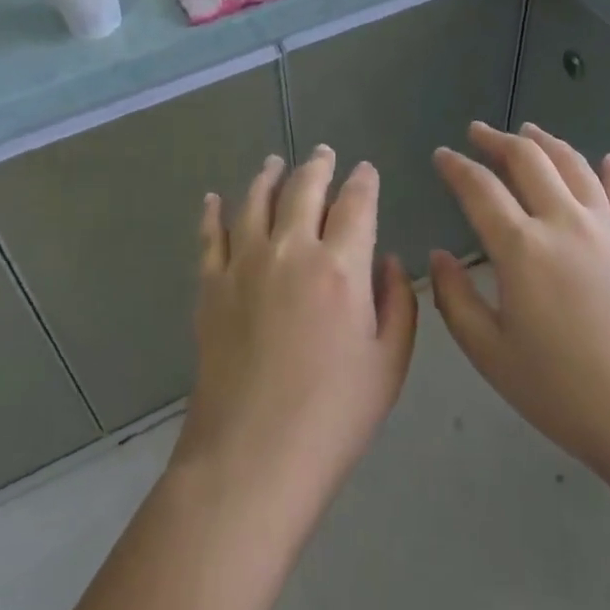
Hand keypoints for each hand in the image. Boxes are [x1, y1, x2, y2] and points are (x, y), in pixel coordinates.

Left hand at [174, 147, 417, 520]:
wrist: (252, 457)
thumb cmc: (333, 416)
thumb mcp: (389, 364)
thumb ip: (398, 303)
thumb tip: (388, 260)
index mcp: (341, 267)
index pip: (356, 203)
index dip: (364, 181)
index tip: (366, 170)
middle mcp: (291, 250)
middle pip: (304, 189)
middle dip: (318, 165)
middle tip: (324, 152)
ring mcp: (244, 265)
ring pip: (255, 201)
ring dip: (269, 176)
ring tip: (275, 162)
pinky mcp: (211, 287)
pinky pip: (210, 236)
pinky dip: (213, 212)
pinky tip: (214, 199)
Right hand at [428, 122, 609, 483]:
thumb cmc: (566, 393)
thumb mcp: (492, 355)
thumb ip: (456, 300)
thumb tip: (439, 257)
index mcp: (522, 248)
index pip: (479, 189)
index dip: (456, 167)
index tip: (441, 155)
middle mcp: (565, 221)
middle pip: (528, 160)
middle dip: (497, 140)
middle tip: (478, 132)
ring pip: (574, 165)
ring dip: (546, 142)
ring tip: (529, 131)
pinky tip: (607, 160)